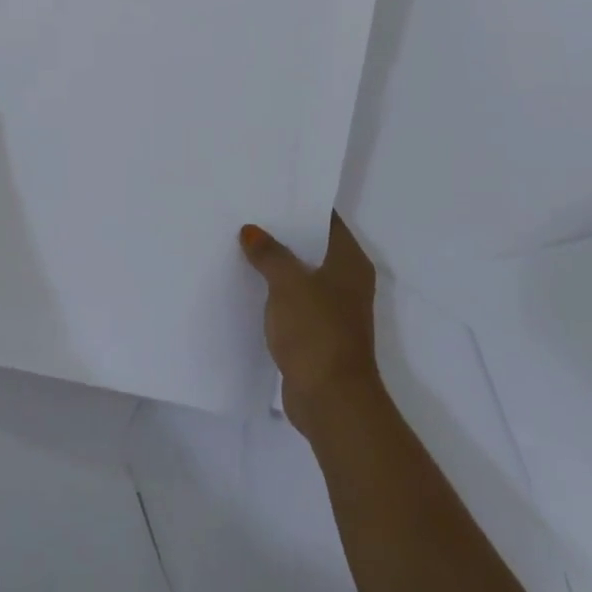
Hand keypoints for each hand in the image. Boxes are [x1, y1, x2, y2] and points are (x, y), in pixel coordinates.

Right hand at [240, 213, 382, 430]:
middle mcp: (347, 282)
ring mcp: (334, 310)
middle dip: (283, 234)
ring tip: (241, 246)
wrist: (330, 399)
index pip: (327, 221)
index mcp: (350, 262)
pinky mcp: (318, 334)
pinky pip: (293, 303)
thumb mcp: (288, 284)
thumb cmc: (317, 331)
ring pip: (301, 276)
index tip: (270, 192)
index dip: (301, 204)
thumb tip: (251, 230)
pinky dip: (275, 294)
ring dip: (277, 265)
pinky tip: (248, 287)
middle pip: (313, 247)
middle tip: (247, 215)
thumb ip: (270, 254)